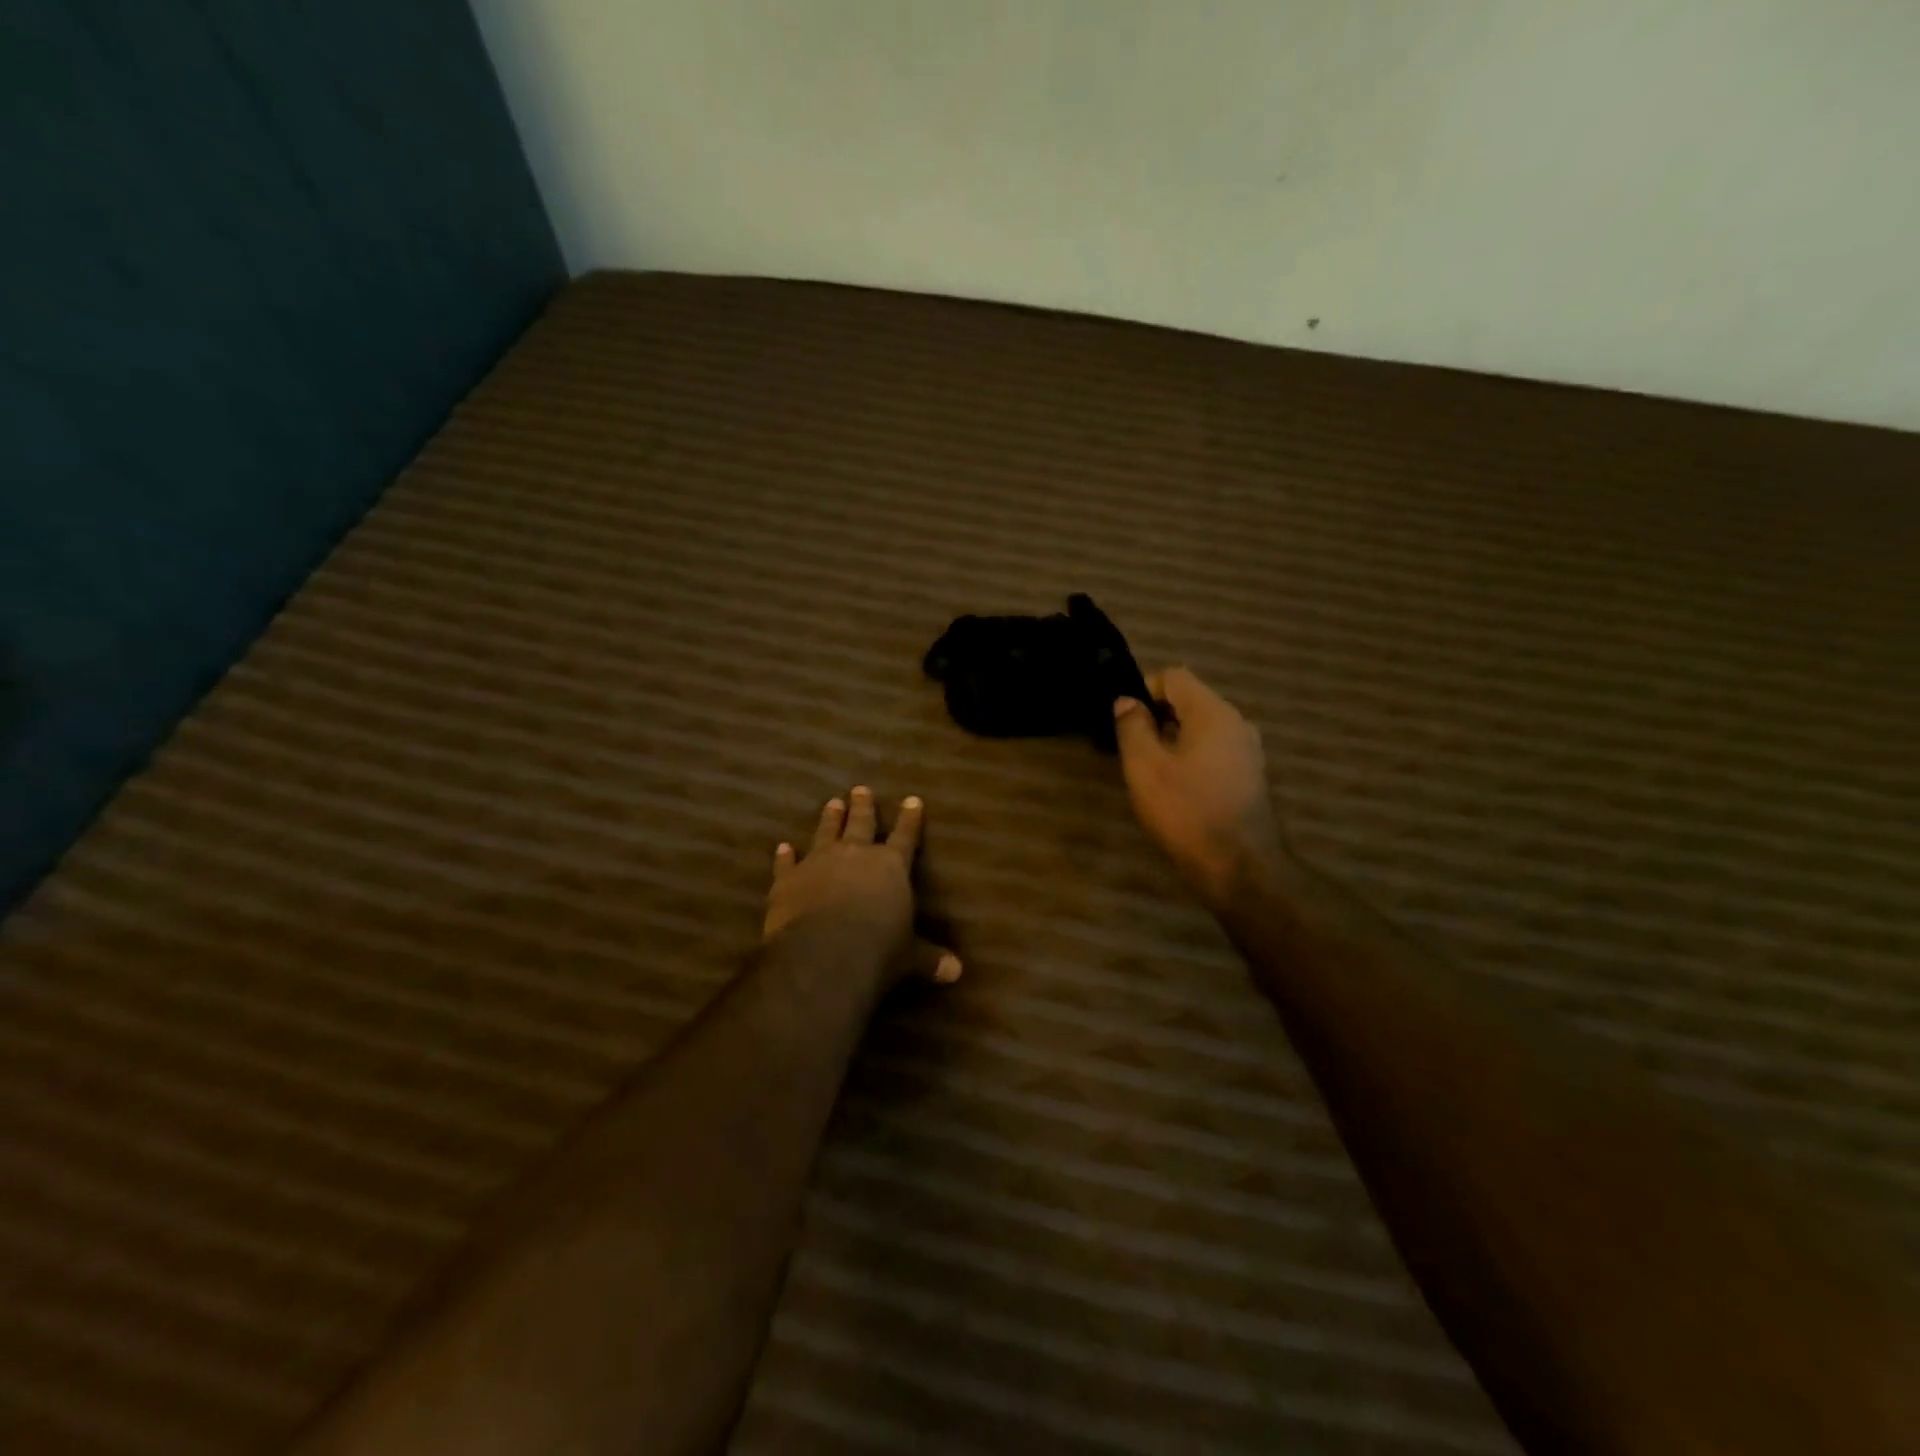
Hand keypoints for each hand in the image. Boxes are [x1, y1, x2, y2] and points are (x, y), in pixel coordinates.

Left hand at [763, 786, 961, 986]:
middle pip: (860, 823)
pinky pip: (786, 863)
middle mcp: (855, 855)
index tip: (912, 800)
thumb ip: (929, 959)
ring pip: (825, 833)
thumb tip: (957, 972)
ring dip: (829, 819)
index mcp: (891, 866)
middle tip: (861, 789)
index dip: (909, 819)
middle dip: (863, 807)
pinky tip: (782, 847)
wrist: (823, 955)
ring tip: (832, 802)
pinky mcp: (787, 879)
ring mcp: (818, 863)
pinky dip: (784, 856)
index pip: (905, 836)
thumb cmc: (878, 951)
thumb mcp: (910, 957)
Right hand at [1113, 667, 1288, 907]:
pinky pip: (1215, 750)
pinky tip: (1175, 786)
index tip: (1122, 718)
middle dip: (1157, 716)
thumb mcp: (1145, 767)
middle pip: (1190, 701)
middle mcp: (1237, 723)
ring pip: (1202, 728)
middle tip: (1129, 745)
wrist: (1240, 867)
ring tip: (1148, 768)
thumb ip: (1132, 727)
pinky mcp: (1250, 777)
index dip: (1143, 689)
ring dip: (1173, 738)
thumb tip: (1127, 701)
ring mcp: (1248, 751)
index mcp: (1213, 712)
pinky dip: (1191, 757)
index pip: (1174, 677)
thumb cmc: (1186, 811)